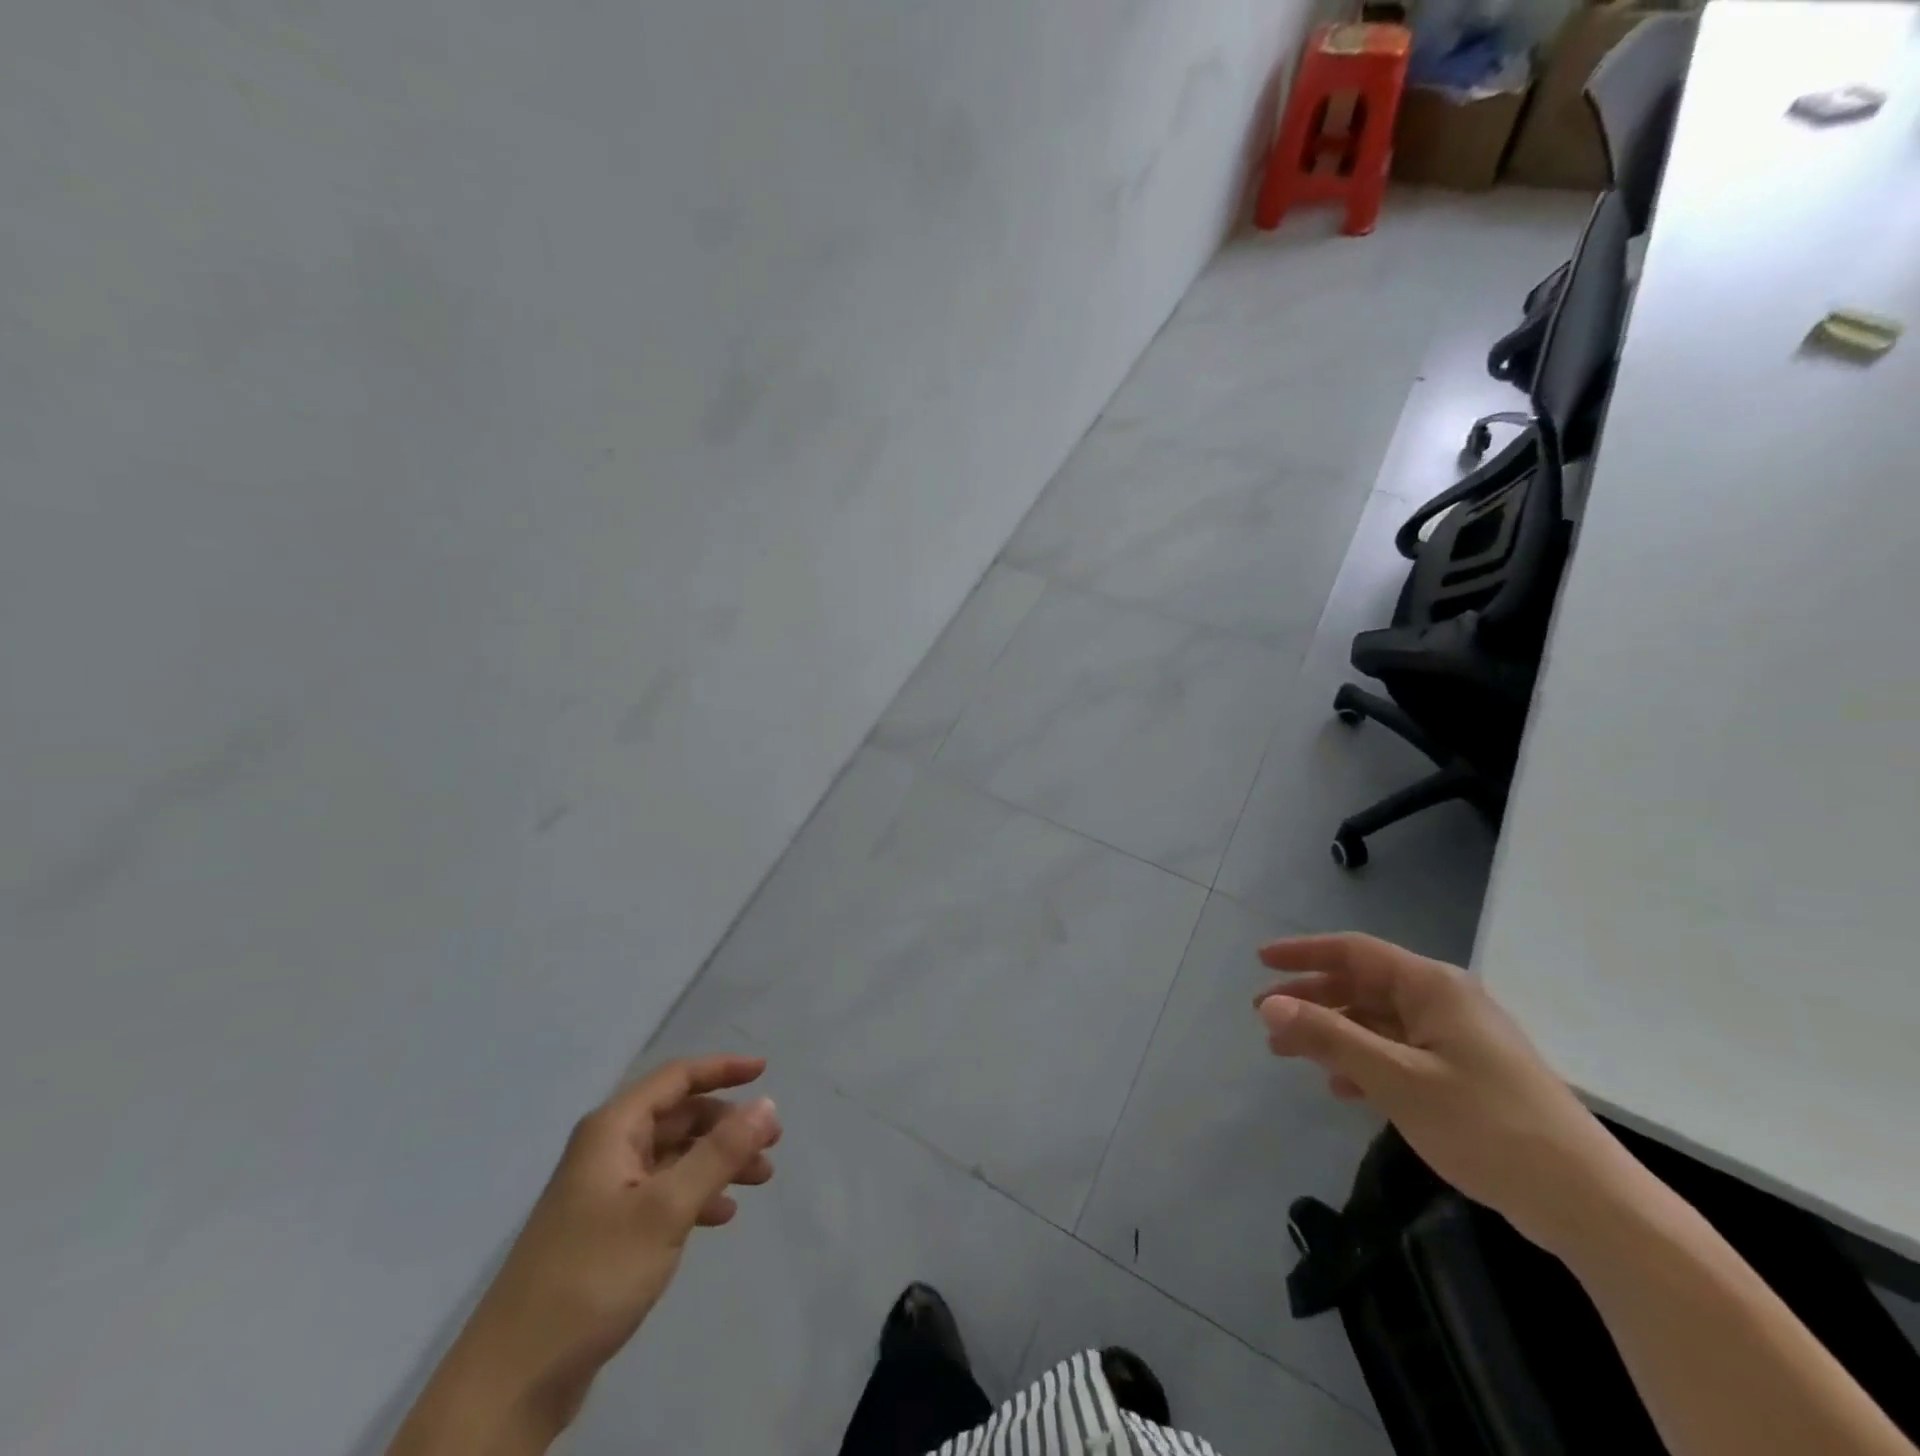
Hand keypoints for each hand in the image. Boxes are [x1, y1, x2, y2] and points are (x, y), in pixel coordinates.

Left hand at [389, 1055, 781, 1454]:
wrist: (513, 1380)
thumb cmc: (593, 1275)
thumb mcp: (665, 1209)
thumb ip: (720, 1153)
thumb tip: (767, 1103)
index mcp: (612, 1130)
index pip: (676, 1078)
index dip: (722, 1069)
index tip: (765, 1072)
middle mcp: (607, 1150)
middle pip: (678, 1116)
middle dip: (727, 1124)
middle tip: (771, 1142)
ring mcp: (605, 1192)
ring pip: (674, 1157)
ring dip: (718, 1161)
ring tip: (760, 1179)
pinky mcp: (606, 1232)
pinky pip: (663, 1194)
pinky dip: (696, 1195)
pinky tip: (721, 1216)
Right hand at [1255, 933, 1631, 1254]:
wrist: (1589, 1204)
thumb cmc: (1486, 1125)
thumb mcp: (1396, 1078)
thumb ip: (1329, 1037)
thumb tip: (1269, 1005)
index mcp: (1432, 986)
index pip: (1353, 951)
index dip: (1303, 953)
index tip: (1260, 960)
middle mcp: (1444, 1001)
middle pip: (1362, 985)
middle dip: (1311, 999)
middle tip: (1264, 1018)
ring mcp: (1458, 1039)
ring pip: (1377, 1021)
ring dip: (1332, 1033)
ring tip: (1288, 1054)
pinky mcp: (1466, 1075)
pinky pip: (1399, 1052)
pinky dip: (1364, 1062)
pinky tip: (1341, 1088)